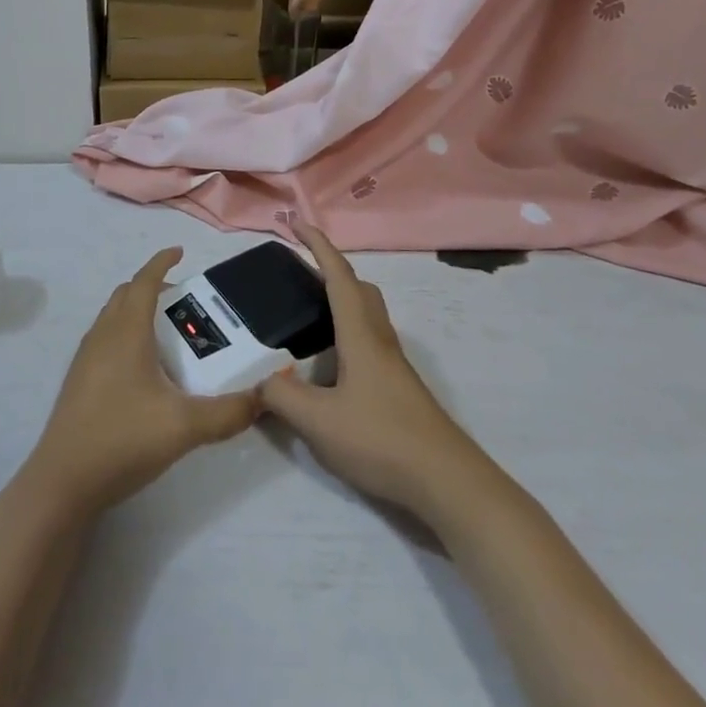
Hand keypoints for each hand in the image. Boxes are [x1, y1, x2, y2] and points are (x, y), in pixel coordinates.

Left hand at [22, 247, 258, 518]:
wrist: (63, 482)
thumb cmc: (122, 439)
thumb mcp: (184, 427)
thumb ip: (228, 412)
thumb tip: (264, 398)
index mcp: (126, 332)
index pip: (144, 281)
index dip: (162, 262)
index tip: (180, 252)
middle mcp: (103, 336)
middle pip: (126, 294)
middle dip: (153, 287)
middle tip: (184, 301)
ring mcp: (86, 358)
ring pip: (112, 317)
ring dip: (137, 310)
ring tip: (167, 333)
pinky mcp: (79, 381)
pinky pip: (105, 339)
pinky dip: (125, 333)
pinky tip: (143, 369)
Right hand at [259, 227, 490, 523]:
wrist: (446, 481)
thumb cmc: (382, 439)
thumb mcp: (319, 422)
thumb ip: (281, 397)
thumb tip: (259, 382)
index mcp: (360, 334)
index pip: (338, 276)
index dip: (318, 246)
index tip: (297, 224)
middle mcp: (379, 340)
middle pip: (359, 289)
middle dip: (331, 271)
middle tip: (300, 276)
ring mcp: (393, 365)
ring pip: (367, 315)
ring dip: (341, 303)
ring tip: (308, 319)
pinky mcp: (399, 388)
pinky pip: (369, 342)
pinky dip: (346, 335)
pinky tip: (330, 367)